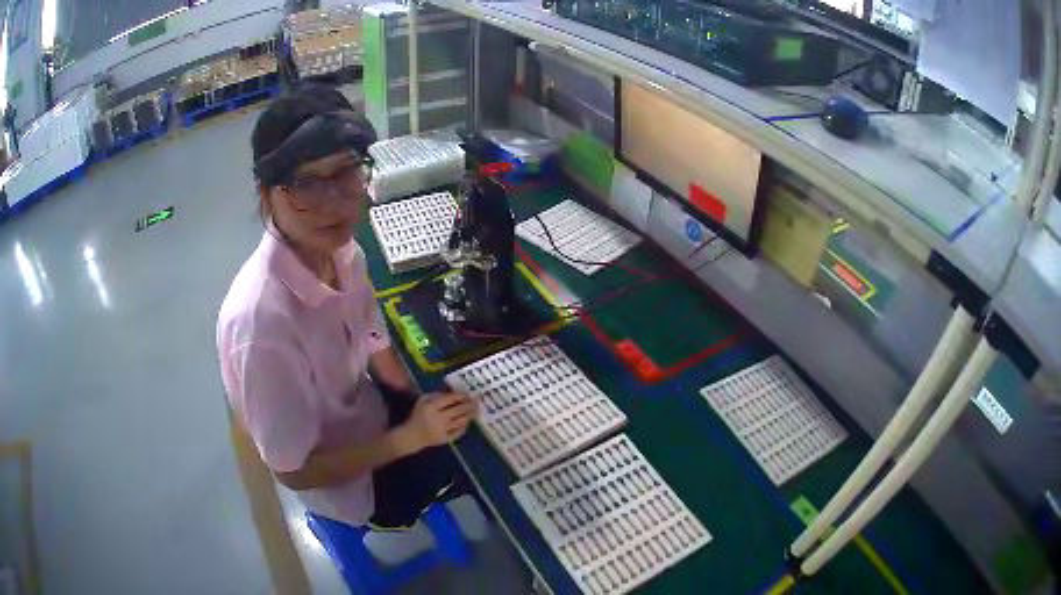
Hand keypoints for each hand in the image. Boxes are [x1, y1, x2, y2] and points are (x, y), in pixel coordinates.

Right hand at [403, 392, 477, 450]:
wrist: (413, 435)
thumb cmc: (418, 415)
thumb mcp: (423, 400)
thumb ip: (436, 395)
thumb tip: (453, 392)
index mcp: (432, 406)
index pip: (450, 399)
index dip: (461, 396)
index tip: (468, 394)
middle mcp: (439, 417)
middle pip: (458, 410)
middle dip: (469, 405)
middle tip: (477, 401)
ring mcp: (443, 429)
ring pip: (461, 421)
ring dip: (470, 415)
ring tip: (476, 411)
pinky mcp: (445, 439)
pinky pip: (458, 432)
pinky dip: (464, 427)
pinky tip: (467, 422)